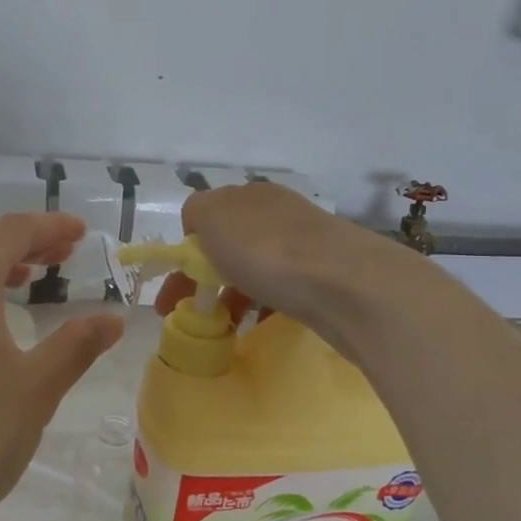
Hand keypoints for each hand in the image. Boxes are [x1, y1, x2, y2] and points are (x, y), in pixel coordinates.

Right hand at [153, 181, 380, 337]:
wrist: (346, 285)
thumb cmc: (267, 250)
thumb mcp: (212, 217)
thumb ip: (196, 213)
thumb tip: (200, 226)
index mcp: (249, 195)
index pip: (205, 218)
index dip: (185, 253)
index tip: (175, 290)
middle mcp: (277, 213)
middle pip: (229, 244)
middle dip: (205, 278)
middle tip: (191, 315)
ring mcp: (304, 244)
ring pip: (254, 268)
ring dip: (232, 294)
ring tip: (222, 326)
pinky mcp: (324, 276)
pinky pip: (280, 288)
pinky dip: (261, 305)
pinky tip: (256, 324)